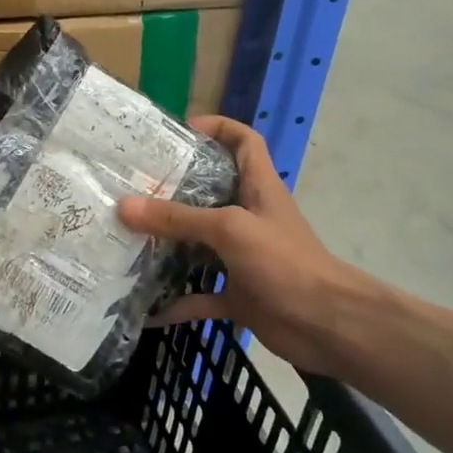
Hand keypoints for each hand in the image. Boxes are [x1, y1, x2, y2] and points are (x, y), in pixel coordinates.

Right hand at [117, 116, 387, 377]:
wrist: (327, 325)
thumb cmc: (285, 263)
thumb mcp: (230, 229)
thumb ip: (179, 218)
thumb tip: (125, 206)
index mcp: (258, 188)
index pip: (244, 142)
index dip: (218, 128)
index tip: (180, 131)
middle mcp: (249, 218)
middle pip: (209, 193)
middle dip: (173, 190)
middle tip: (132, 187)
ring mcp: (243, 258)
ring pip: (199, 246)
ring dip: (168, 247)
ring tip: (127, 240)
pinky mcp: (239, 295)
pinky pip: (200, 296)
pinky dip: (176, 303)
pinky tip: (146, 309)